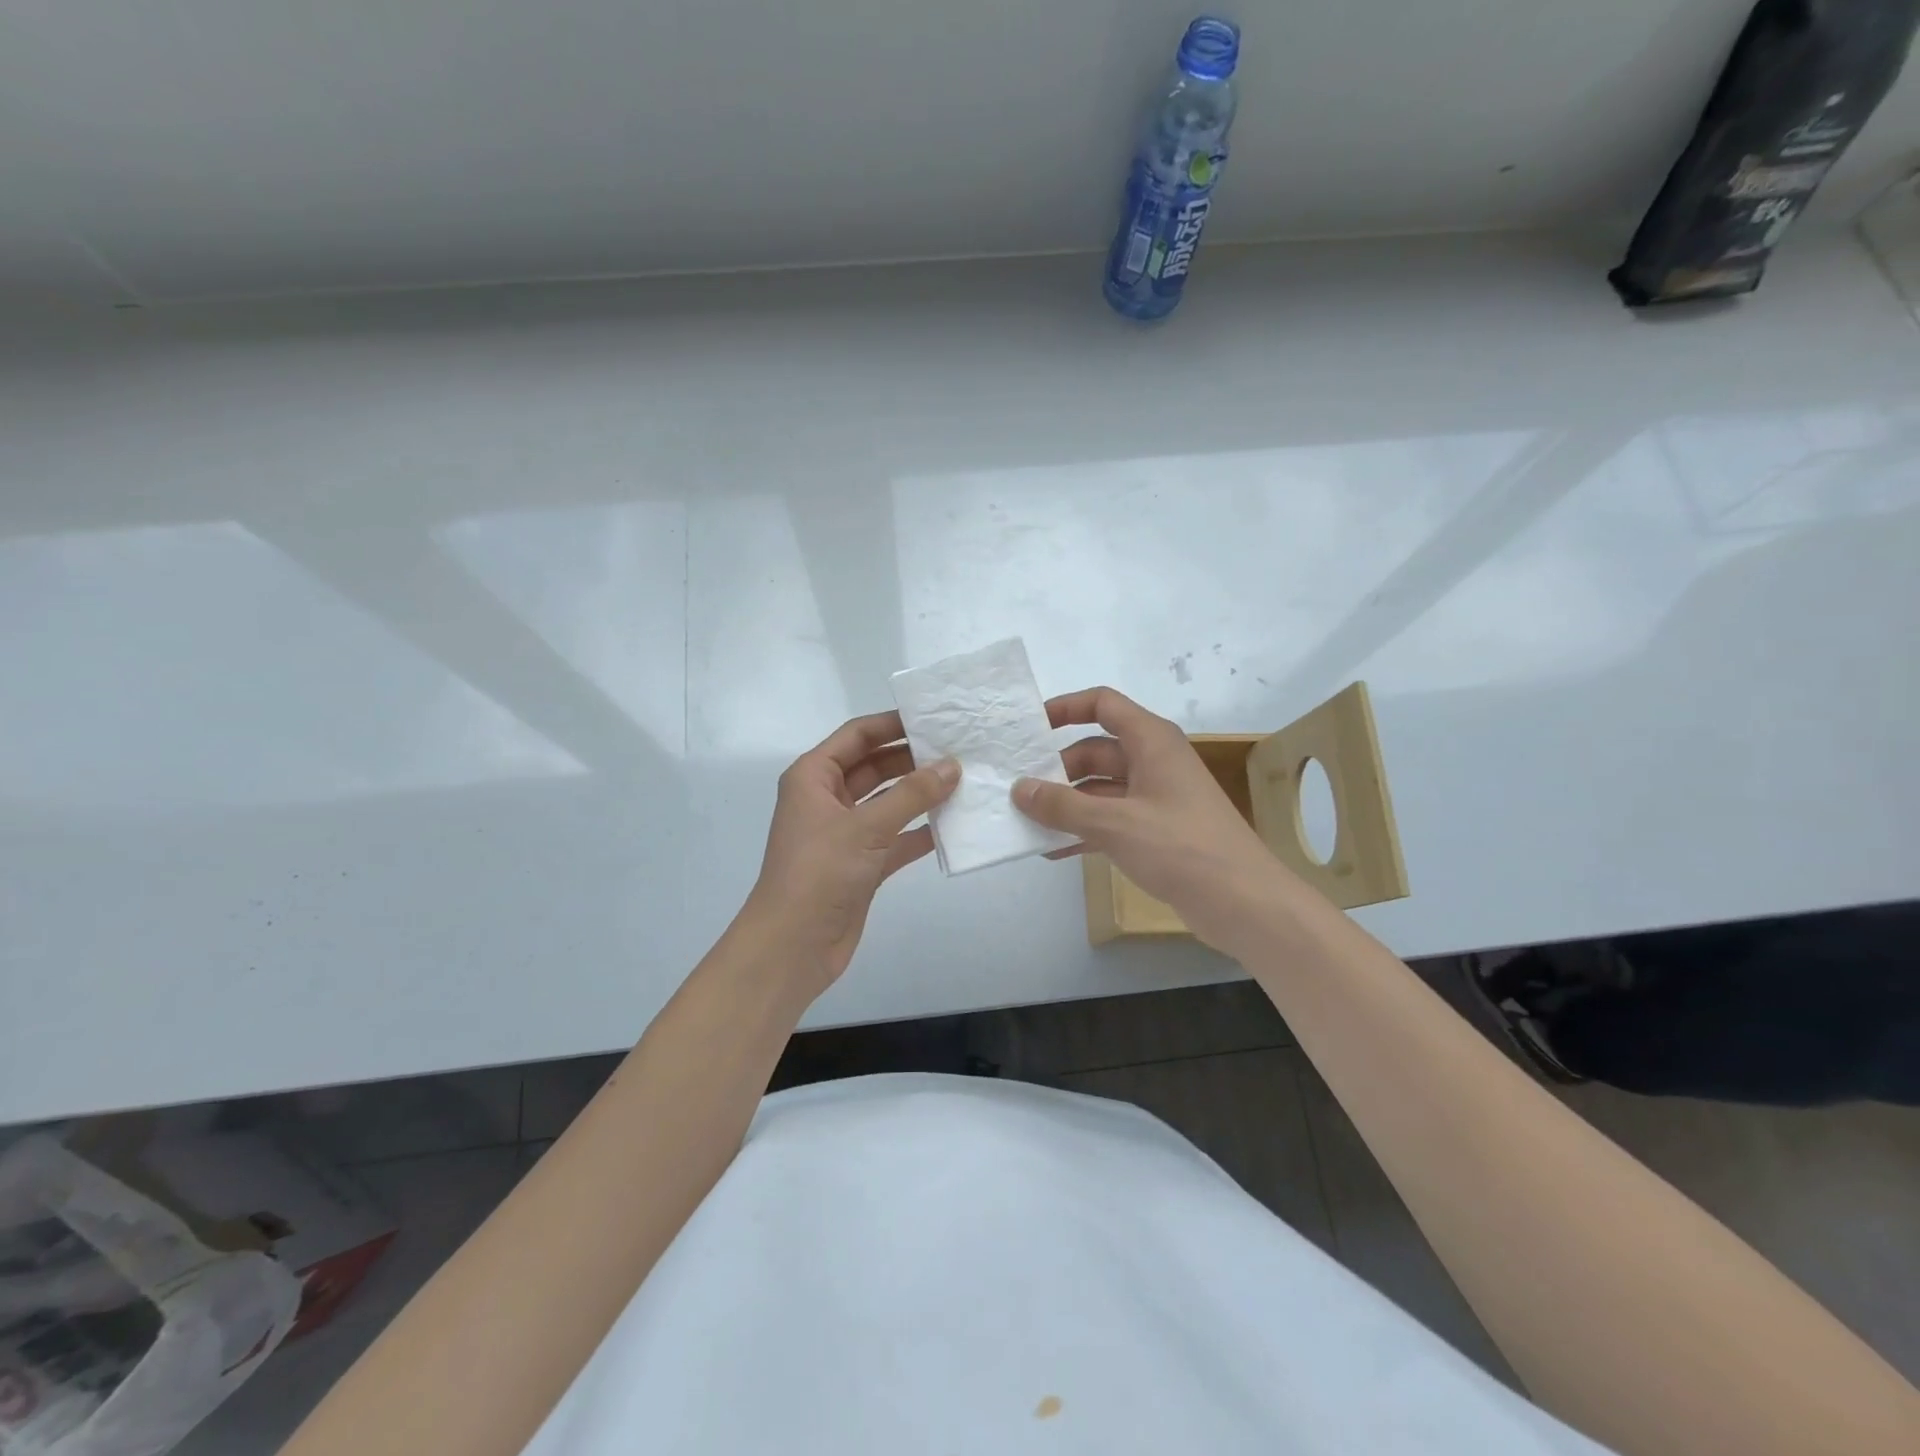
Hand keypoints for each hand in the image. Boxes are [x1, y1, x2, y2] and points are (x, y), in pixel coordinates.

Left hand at [743, 711, 958, 996]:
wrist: (792, 947)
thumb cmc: (819, 873)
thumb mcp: (866, 827)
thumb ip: (912, 795)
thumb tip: (952, 766)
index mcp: (814, 777)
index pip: (857, 736)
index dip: (893, 724)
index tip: (934, 718)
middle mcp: (828, 799)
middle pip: (875, 766)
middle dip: (912, 759)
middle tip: (958, 750)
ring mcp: (845, 833)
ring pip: (888, 802)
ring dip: (920, 795)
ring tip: (964, 782)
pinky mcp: (861, 864)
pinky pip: (896, 838)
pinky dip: (920, 832)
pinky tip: (954, 826)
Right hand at [1014, 687, 1280, 949]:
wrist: (1243, 903)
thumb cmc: (1181, 847)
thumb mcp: (1115, 823)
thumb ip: (1063, 806)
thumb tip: (1019, 789)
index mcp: (1151, 741)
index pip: (1103, 704)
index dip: (1065, 708)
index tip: (1029, 728)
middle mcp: (1153, 761)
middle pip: (1095, 750)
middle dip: (1056, 769)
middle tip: (1016, 789)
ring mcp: (1156, 798)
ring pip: (1100, 788)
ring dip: (1066, 803)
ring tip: (1025, 821)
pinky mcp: (1156, 831)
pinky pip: (1110, 820)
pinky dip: (1084, 830)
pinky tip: (1053, 850)